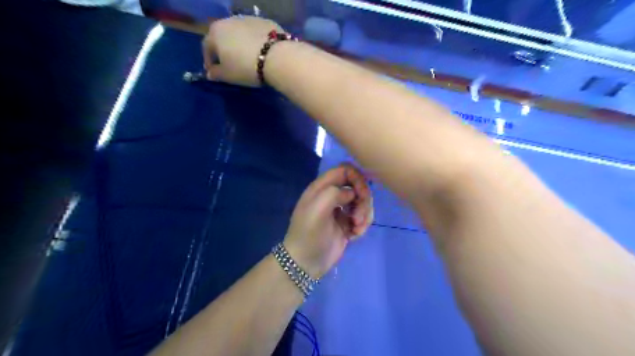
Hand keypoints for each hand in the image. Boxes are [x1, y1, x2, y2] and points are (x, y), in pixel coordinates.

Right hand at [201, 16, 283, 85]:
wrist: (277, 58)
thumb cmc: (245, 68)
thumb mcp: (228, 75)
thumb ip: (216, 74)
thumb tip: (210, 73)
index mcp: (215, 32)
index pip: (207, 47)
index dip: (209, 61)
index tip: (214, 72)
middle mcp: (229, 21)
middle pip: (223, 36)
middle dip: (224, 50)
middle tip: (231, 64)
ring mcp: (248, 19)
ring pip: (240, 33)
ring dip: (240, 44)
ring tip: (247, 58)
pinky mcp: (265, 22)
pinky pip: (256, 34)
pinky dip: (255, 42)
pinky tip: (261, 53)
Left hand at [283, 163, 372, 277]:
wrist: (305, 262)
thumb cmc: (309, 233)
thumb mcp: (317, 208)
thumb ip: (335, 192)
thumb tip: (351, 194)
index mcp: (322, 188)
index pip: (345, 170)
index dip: (357, 178)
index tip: (361, 193)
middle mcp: (332, 196)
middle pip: (357, 186)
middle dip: (363, 200)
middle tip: (358, 217)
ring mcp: (341, 210)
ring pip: (363, 203)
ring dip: (364, 215)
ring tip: (356, 228)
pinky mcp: (347, 224)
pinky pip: (363, 218)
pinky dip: (362, 225)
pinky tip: (355, 235)